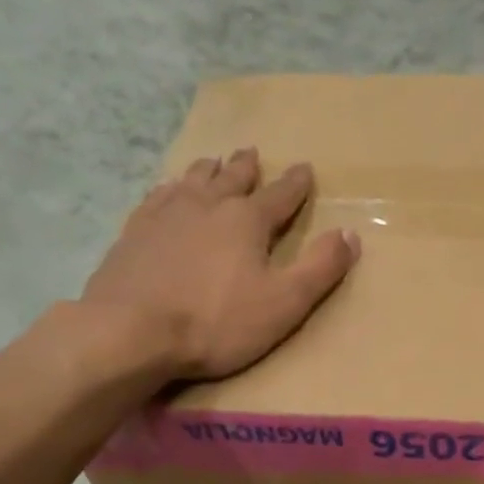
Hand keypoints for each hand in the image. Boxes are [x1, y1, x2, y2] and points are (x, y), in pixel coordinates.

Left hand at [83, 148, 359, 379]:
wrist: (131, 330)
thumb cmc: (216, 322)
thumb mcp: (284, 303)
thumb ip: (320, 268)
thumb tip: (351, 234)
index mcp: (247, 221)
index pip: (280, 196)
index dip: (296, 184)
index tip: (305, 169)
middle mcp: (207, 205)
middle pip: (233, 179)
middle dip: (247, 168)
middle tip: (252, 153)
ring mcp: (166, 214)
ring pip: (193, 180)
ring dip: (209, 170)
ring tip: (214, 162)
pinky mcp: (134, 231)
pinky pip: (158, 196)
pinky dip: (171, 188)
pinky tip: (168, 190)